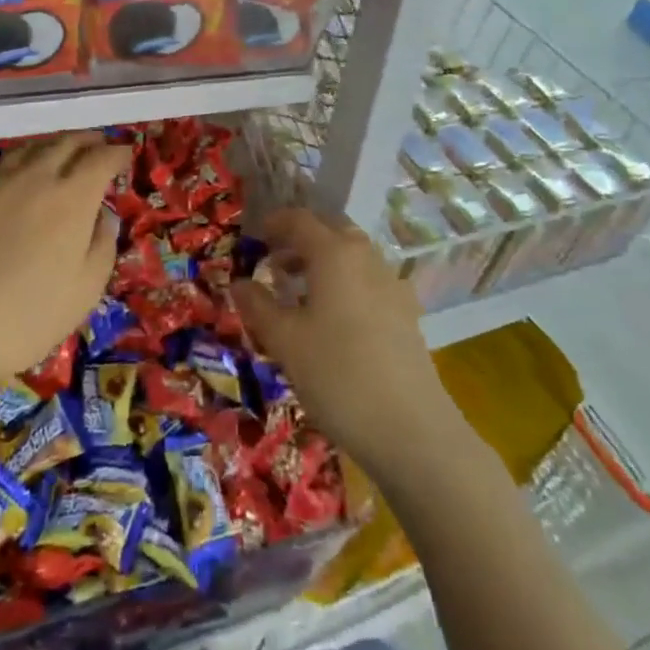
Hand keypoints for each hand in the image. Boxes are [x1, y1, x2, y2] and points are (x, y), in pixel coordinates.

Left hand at [0, 133, 129, 394]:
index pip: (102, 158)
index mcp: (72, 196)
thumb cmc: (23, 316)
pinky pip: (5, 163)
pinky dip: (25, 160)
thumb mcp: (83, 292)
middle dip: (88, 141)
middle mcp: (37, 176)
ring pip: (33, 147)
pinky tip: (22, 176)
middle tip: (99, 146)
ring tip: (64, 154)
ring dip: (55, 145)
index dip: (117, 153)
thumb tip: (104, 217)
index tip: (126, 155)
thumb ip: (102, 247)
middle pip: (66, 142)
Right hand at [232, 208, 456, 478]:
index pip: (300, 220)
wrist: (411, 430)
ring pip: (352, 256)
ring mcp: (392, 283)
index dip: (274, 223)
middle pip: (330, 231)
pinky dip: (345, 284)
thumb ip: (258, 306)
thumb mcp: (285, 341)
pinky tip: (334, 319)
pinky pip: (368, 281)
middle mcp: (366, 257)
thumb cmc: (337, 375)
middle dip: (300, 240)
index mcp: (334, 253)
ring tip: (299, 293)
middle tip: (274, 263)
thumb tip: (239, 283)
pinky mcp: (407, 313)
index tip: (253, 238)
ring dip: (323, 262)